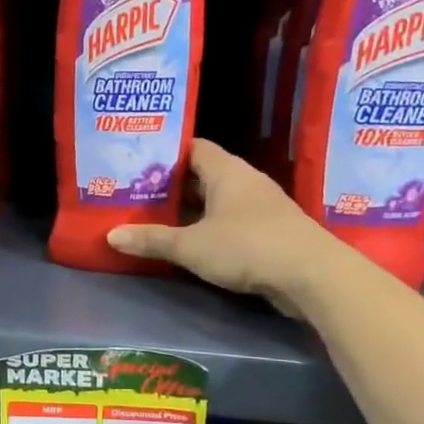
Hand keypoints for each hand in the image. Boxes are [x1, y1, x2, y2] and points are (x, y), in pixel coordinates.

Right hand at [106, 139, 349, 310]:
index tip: (138, 164)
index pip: (193, 148)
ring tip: (156, 218)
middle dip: (172, 185)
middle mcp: (245, 182)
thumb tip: (111, 235)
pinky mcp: (269, 232)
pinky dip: (209, 228)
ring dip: (191, 210)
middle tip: (137, 194)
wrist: (312, 275)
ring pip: (217, 201)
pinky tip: (189, 243)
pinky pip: (231, 222)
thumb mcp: (191, 246)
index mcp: (227, 171)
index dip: (166, 154)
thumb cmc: (247, 246)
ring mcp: (261, 207)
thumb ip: (152, 239)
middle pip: (203, 175)